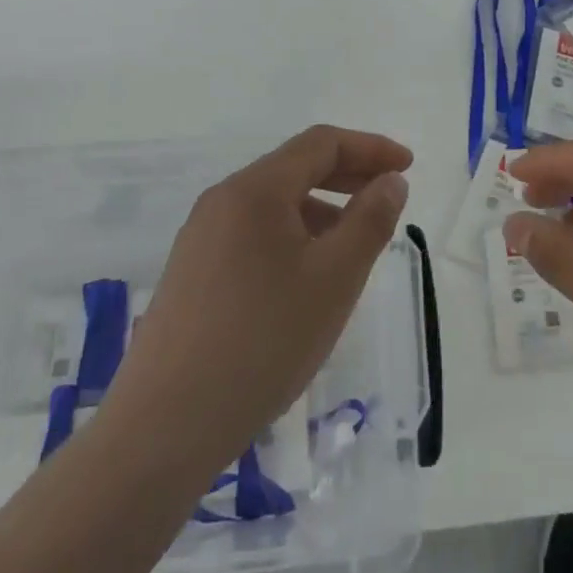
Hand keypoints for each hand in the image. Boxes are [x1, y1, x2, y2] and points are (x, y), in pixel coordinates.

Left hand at [100, 126, 411, 471]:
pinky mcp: (191, 273)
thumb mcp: (335, 279)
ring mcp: (201, 237)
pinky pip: (253, 234)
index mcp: (256, 189)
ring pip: (274, 204)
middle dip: (348, 175)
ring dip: (321, 210)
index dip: (370, 148)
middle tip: (388, 198)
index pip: (322, 143)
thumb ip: (370, 220)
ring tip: (353, 247)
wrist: (164, 428)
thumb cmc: (263, 342)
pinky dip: (292, 237)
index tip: (408, 167)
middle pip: (295, 168)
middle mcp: (223, 200)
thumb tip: (391, 181)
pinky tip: (306, 280)